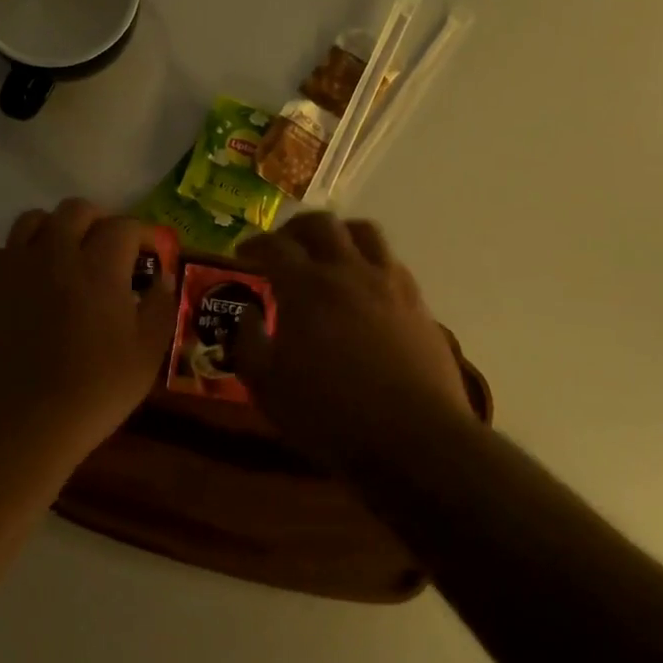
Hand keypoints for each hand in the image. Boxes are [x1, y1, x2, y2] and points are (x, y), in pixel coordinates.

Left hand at [0, 198, 176, 467]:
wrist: (15, 424)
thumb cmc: (91, 392)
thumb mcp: (145, 356)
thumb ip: (159, 308)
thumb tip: (162, 279)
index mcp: (99, 266)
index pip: (124, 226)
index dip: (142, 234)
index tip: (150, 254)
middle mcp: (55, 252)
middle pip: (76, 210)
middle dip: (99, 222)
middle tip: (108, 251)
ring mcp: (15, 266)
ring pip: (34, 219)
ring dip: (56, 229)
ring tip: (65, 257)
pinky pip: (3, 251)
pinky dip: (21, 256)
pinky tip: (30, 284)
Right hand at [233, 213, 471, 468]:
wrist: (415, 439)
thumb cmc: (330, 415)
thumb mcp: (267, 387)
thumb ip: (248, 343)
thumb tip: (245, 314)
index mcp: (306, 287)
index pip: (275, 246)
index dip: (255, 243)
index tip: (243, 253)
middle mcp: (348, 271)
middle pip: (321, 224)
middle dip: (296, 228)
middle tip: (284, 245)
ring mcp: (389, 283)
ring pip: (364, 232)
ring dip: (339, 234)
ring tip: (328, 253)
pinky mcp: (418, 303)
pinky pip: (391, 262)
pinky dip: (370, 262)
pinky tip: (364, 287)